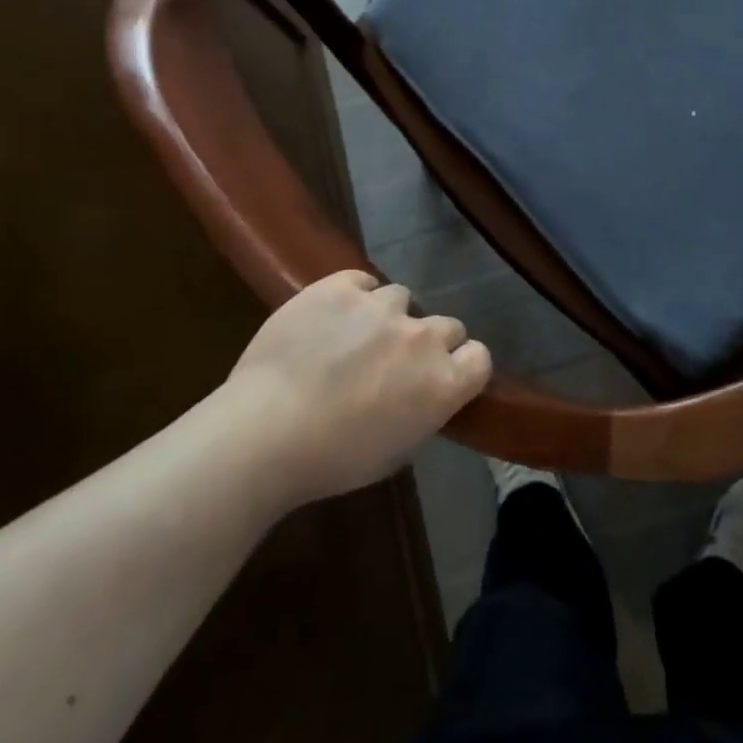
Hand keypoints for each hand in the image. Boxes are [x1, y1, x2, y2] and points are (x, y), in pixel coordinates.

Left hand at [224, 271, 491, 507]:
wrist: (264, 433)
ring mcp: (382, 306)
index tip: (441, 376)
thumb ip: (423, 410)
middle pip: (447, 325)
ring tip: (353, 337)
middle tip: (393, 362)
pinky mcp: (341, 286)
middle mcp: (422, 337)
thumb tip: (421, 392)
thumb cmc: (331, 461)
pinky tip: (331, 316)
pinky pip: (361, 281)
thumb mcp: (396, 451)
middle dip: (426, 341)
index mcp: (443, 383)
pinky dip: (353, 295)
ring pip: (401, 298)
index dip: (462, 365)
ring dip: (386, 317)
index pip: (479, 357)